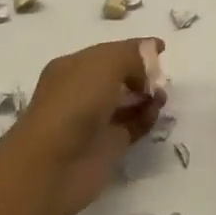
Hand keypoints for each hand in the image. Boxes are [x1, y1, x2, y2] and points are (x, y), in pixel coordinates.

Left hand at [10, 39, 165, 214]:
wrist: (52, 166)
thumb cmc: (74, 104)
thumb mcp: (105, 65)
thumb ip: (132, 56)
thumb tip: (150, 58)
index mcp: (73, 67)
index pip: (108, 52)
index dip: (134, 48)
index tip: (162, 48)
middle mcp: (81, 91)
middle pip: (118, 76)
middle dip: (142, 73)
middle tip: (162, 76)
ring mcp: (94, 121)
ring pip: (126, 102)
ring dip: (147, 95)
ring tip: (162, 95)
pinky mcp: (107, 147)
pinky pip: (132, 126)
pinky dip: (146, 118)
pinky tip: (157, 112)